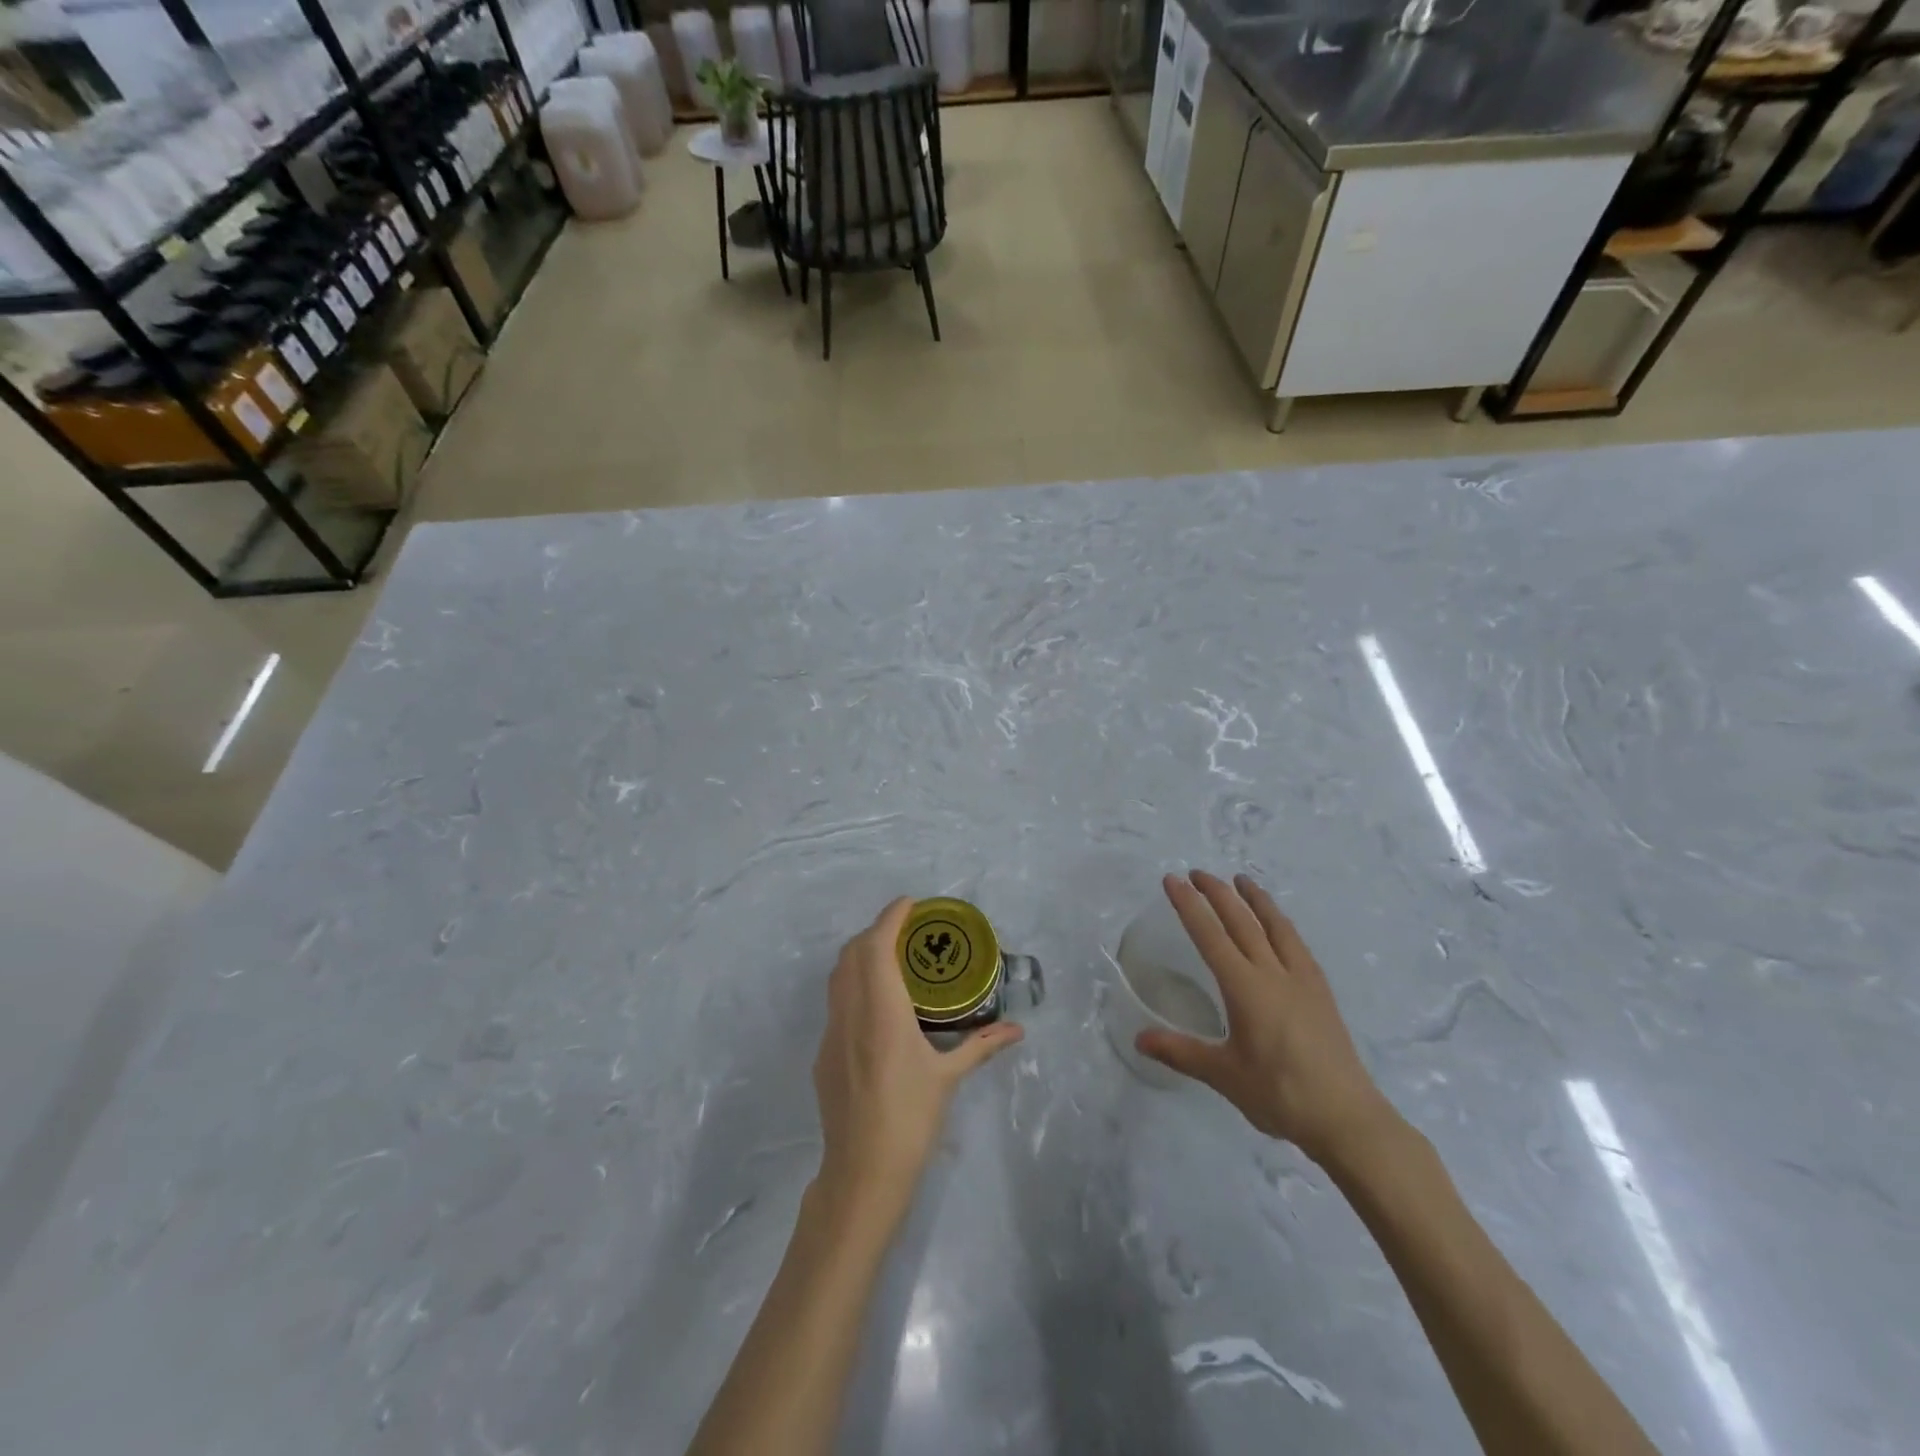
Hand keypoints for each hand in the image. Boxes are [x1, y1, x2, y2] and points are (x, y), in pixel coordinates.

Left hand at [813, 898, 1023, 1226]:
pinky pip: (836, 1001)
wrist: (861, 1173)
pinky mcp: (823, 1053)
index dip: (890, 917)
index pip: (877, 946)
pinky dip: (853, 984)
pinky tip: (876, 1005)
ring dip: (861, 955)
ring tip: (892, 959)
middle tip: (907, 931)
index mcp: (882, 1011)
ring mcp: (831, 1032)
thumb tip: (1017, 1030)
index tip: (911, 903)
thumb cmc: (910, 1119)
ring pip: (838, 975)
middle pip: (853, 953)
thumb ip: (981, 1046)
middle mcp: (851, 1012)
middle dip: (876, 931)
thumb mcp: (948, 1078)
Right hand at [1135, 871, 1397, 1167]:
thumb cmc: (1280, 1095)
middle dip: (1217, 894)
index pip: (1210, 936)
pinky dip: (1281, 923)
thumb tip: (1139, 1040)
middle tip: (1197, 873)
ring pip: (1275, 926)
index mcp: (1245, 988)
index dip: (1189, 906)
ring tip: (1241, 879)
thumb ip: (1181, 1052)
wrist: (1347, 1118)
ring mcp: (1302, 980)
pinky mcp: (1321, 992)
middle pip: (1242, 922)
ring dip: (1255, 899)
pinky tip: (1279, 925)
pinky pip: (1297, 944)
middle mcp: (1273, 974)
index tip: (1173, 880)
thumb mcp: (1223, 1075)